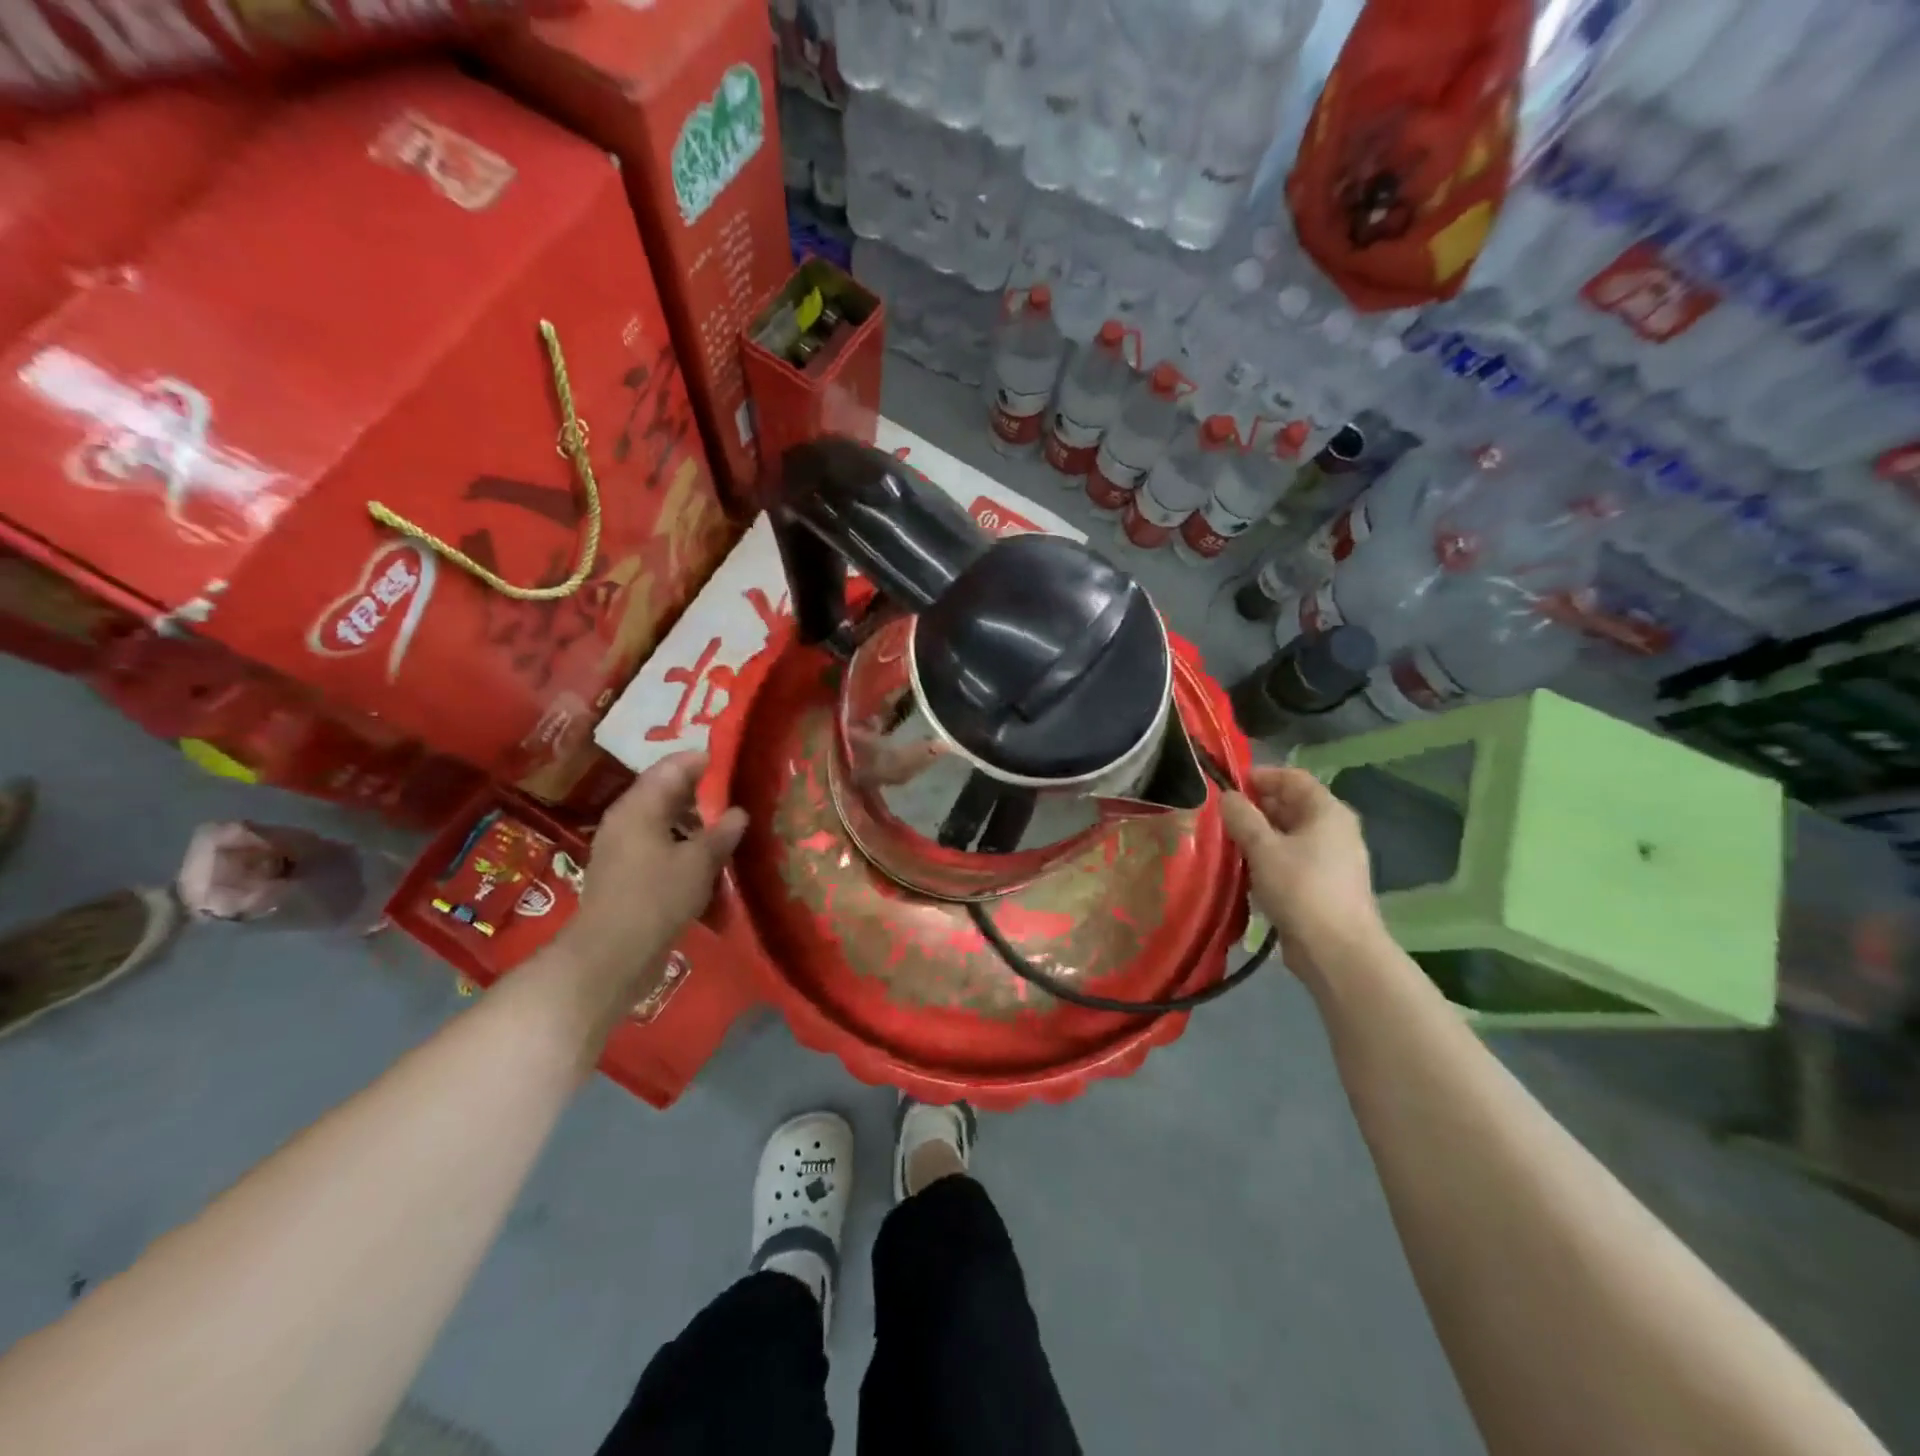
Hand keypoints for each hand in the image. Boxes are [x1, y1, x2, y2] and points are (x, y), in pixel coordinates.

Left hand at [554, 753, 747, 1002]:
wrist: (611, 956)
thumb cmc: (656, 898)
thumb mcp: (699, 862)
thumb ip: (721, 833)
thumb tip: (739, 812)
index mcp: (639, 806)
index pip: (672, 767)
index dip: (703, 761)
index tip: (735, 763)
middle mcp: (626, 820)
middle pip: (667, 793)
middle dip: (702, 794)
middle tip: (739, 796)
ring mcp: (623, 849)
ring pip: (665, 823)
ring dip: (695, 824)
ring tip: (729, 830)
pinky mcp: (626, 875)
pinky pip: (660, 848)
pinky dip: (684, 848)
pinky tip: (708, 862)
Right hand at [1220, 765, 1385, 984]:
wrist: (1338, 951)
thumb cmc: (1301, 889)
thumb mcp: (1263, 848)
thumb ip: (1242, 817)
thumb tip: (1227, 796)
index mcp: (1327, 812)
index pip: (1292, 778)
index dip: (1260, 776)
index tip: (1228, 786)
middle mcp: (1334, 829)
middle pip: (1291, 805)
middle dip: (1256, 807)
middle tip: (1221, 816)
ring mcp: (1332, 859)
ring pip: (1289, 834)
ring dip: (1259, 835)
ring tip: (1227, 843)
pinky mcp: (1323, 885)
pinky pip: (1292, 859)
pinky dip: (1269, 858)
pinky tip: (1246, 870)